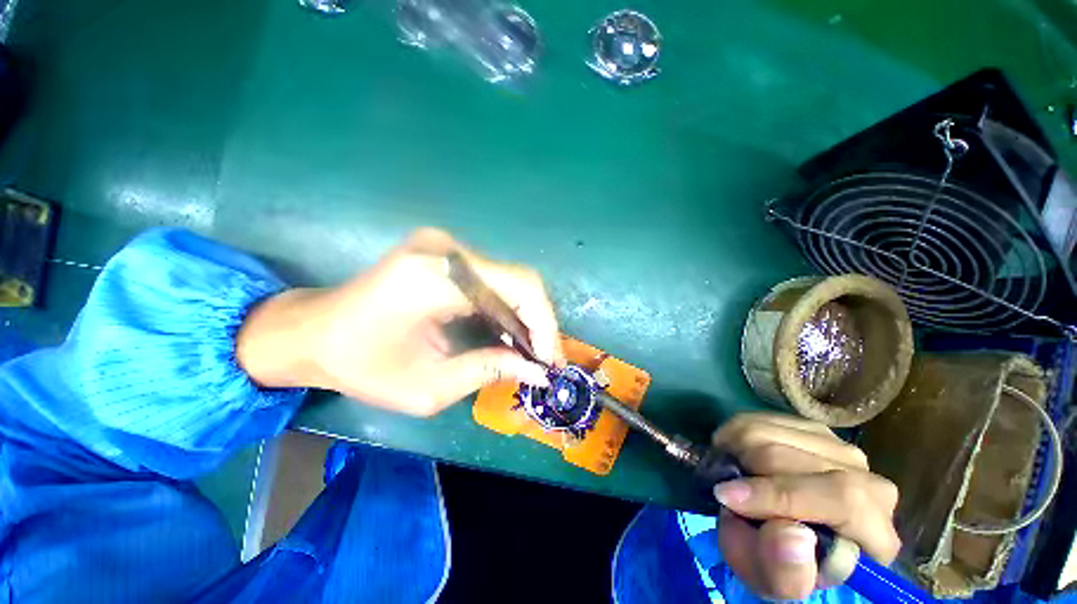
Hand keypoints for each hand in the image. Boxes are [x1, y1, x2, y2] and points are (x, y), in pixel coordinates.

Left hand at [237, 228, 563, 415]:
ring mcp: (444, 246)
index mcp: (435, 278)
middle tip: (543, 359)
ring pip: (510, 279)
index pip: (519, 288)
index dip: (544, 325)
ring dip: (525, 316)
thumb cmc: (360, 365)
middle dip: (539, 322)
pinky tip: (506, 333)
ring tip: (528, 351)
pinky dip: (507, 307)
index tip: (550, 361)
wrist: (312, 331)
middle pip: (520, 280)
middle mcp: (445, 250)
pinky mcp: (444, 252)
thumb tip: (537, 372)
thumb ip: (488, 371)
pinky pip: (493, 279)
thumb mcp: (428, 387)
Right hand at [710, 413, 900, 599]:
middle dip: (747, 469)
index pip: (842, 499)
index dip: (779, 495)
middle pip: (797, 459)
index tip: (726, 496)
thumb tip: (791, 535)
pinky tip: (735, 453)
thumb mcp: (776, 584)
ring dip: (737, 448)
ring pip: (774, 432)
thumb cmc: (782, 565)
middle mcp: (870, 483)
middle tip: (723, 485)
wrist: (785, 537)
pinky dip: (737, 432)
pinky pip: (764, 418)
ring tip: (728, 470)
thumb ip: (785, 573)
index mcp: (876, 534)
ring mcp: (842, 450)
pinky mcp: (814, 430)